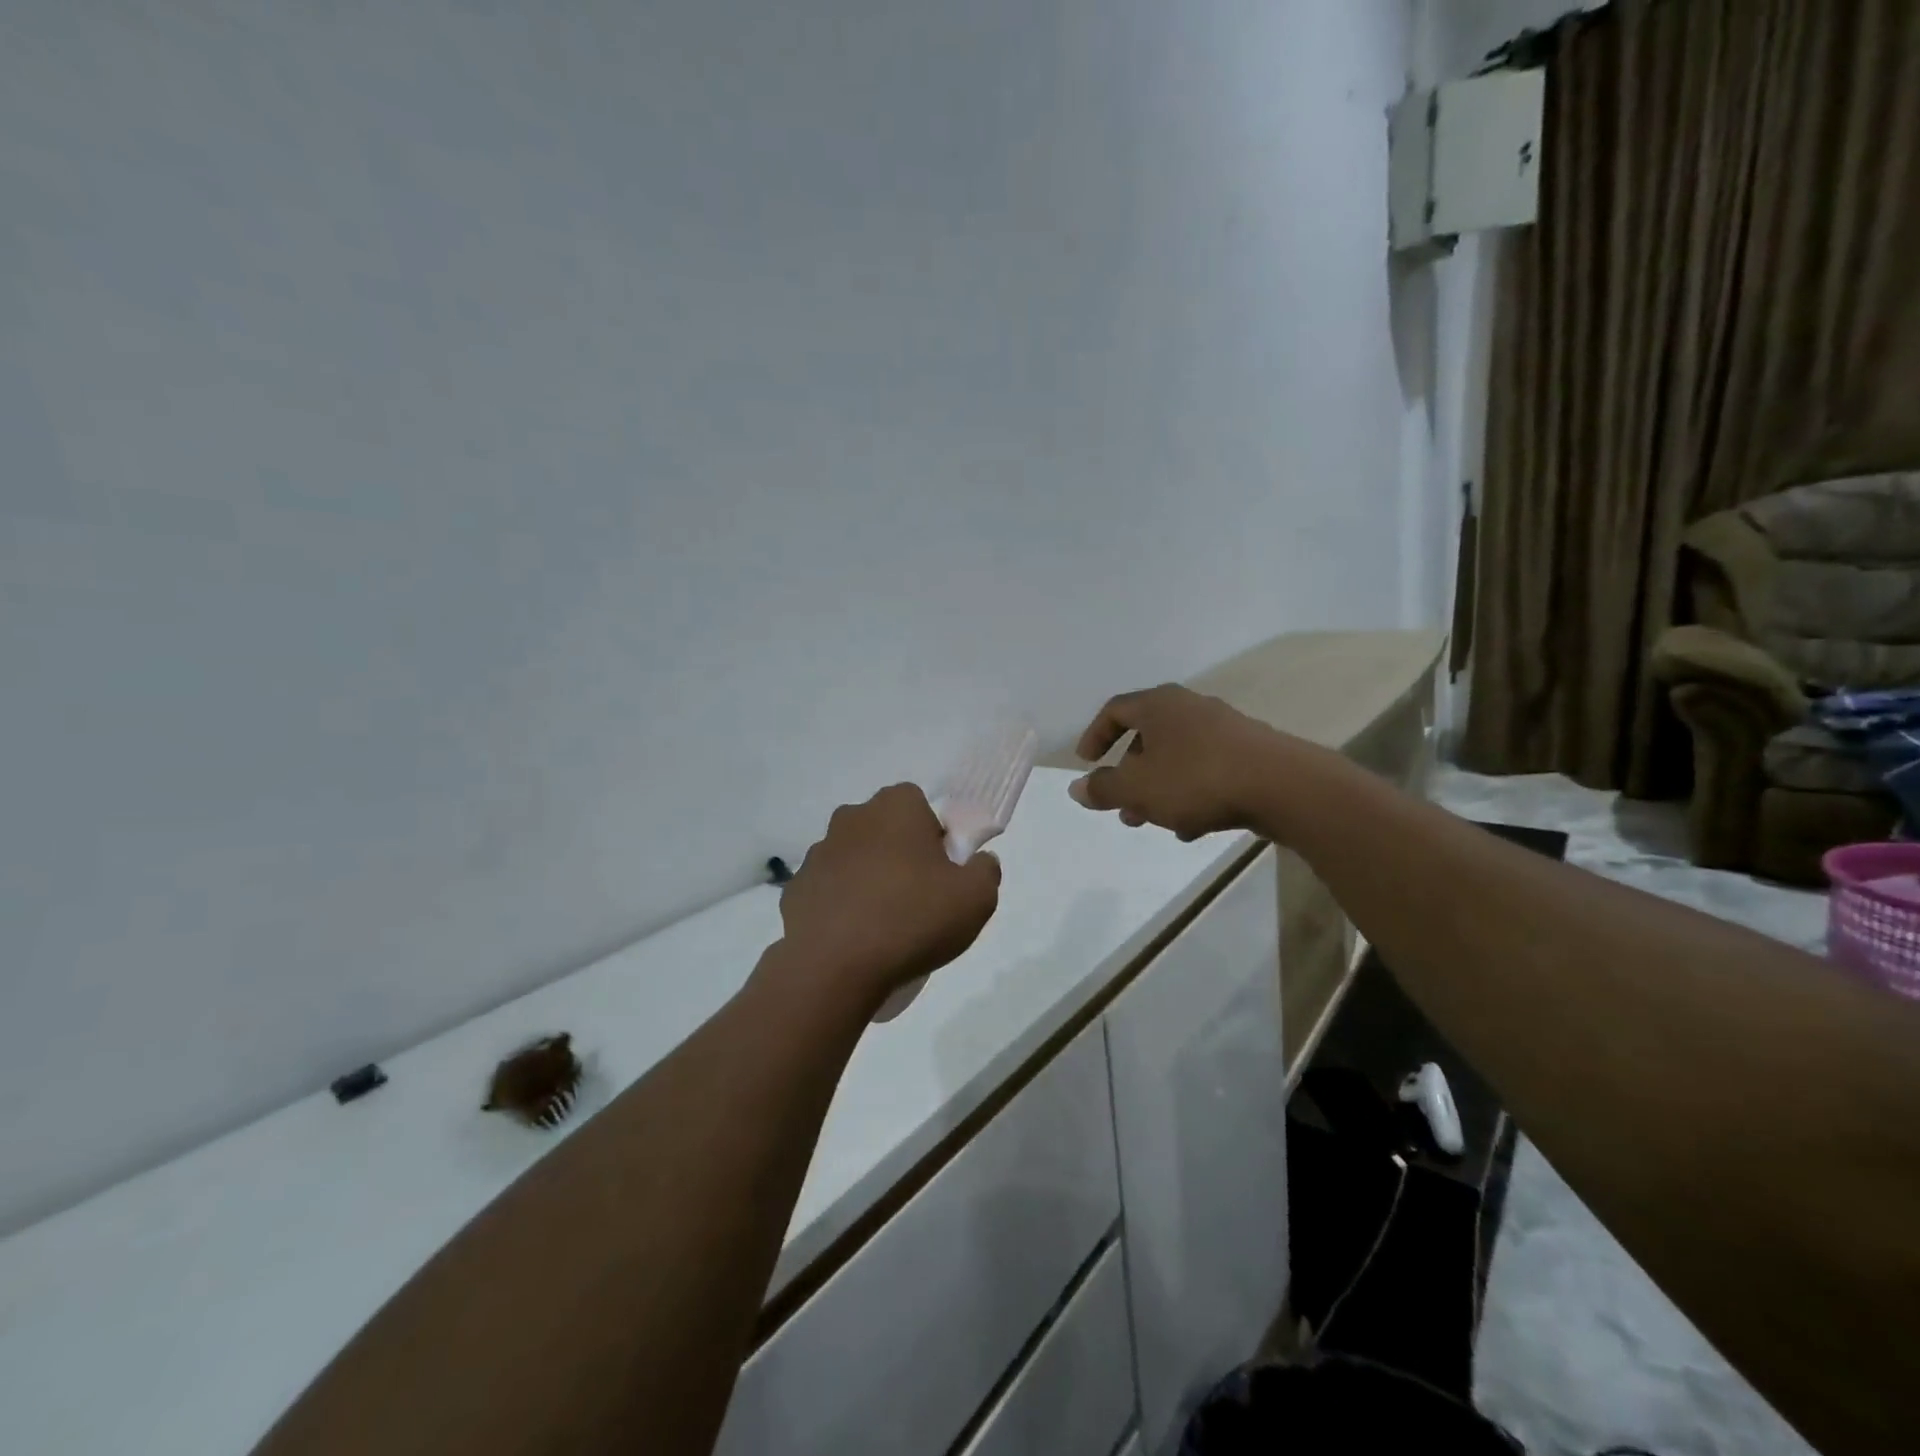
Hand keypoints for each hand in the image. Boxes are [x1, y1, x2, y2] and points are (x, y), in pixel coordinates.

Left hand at [774, 783, 1001, 1011]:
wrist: (834, 967)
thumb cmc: (912, 919)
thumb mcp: (976, 898)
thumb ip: (986, 871)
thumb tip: (979, 861)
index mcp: (895, 807)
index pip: (920, 806)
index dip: (934, 837)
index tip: (942, 872)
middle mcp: (852, 818)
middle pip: (885, 830)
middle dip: (900, 856)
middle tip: (918, 899)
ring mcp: (817, 853)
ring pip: (854, 860)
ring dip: (868, 880)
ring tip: (884, 926)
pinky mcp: (796, 888)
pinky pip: (829, 891)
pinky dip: (841, 907)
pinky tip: (853, 939)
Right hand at [1070, 684, 1296, 840]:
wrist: (1283, 786)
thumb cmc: (1197, 779)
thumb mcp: (1138, 789)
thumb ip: (1103, 789)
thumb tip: (1076, 788)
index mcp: (1159, 705)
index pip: (1115, 710)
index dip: (1095, 736)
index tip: (1086, 763)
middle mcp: (1190, 708)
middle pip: (1148, 736)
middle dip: (1129, 774)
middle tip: (1120, 805)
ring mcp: (1224, 728)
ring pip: (1177, 757)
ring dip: (1158, 788)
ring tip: (1151, 822)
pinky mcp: (1249, 752)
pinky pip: (1206, 770)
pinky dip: (1190, 793)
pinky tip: (1191, 828)